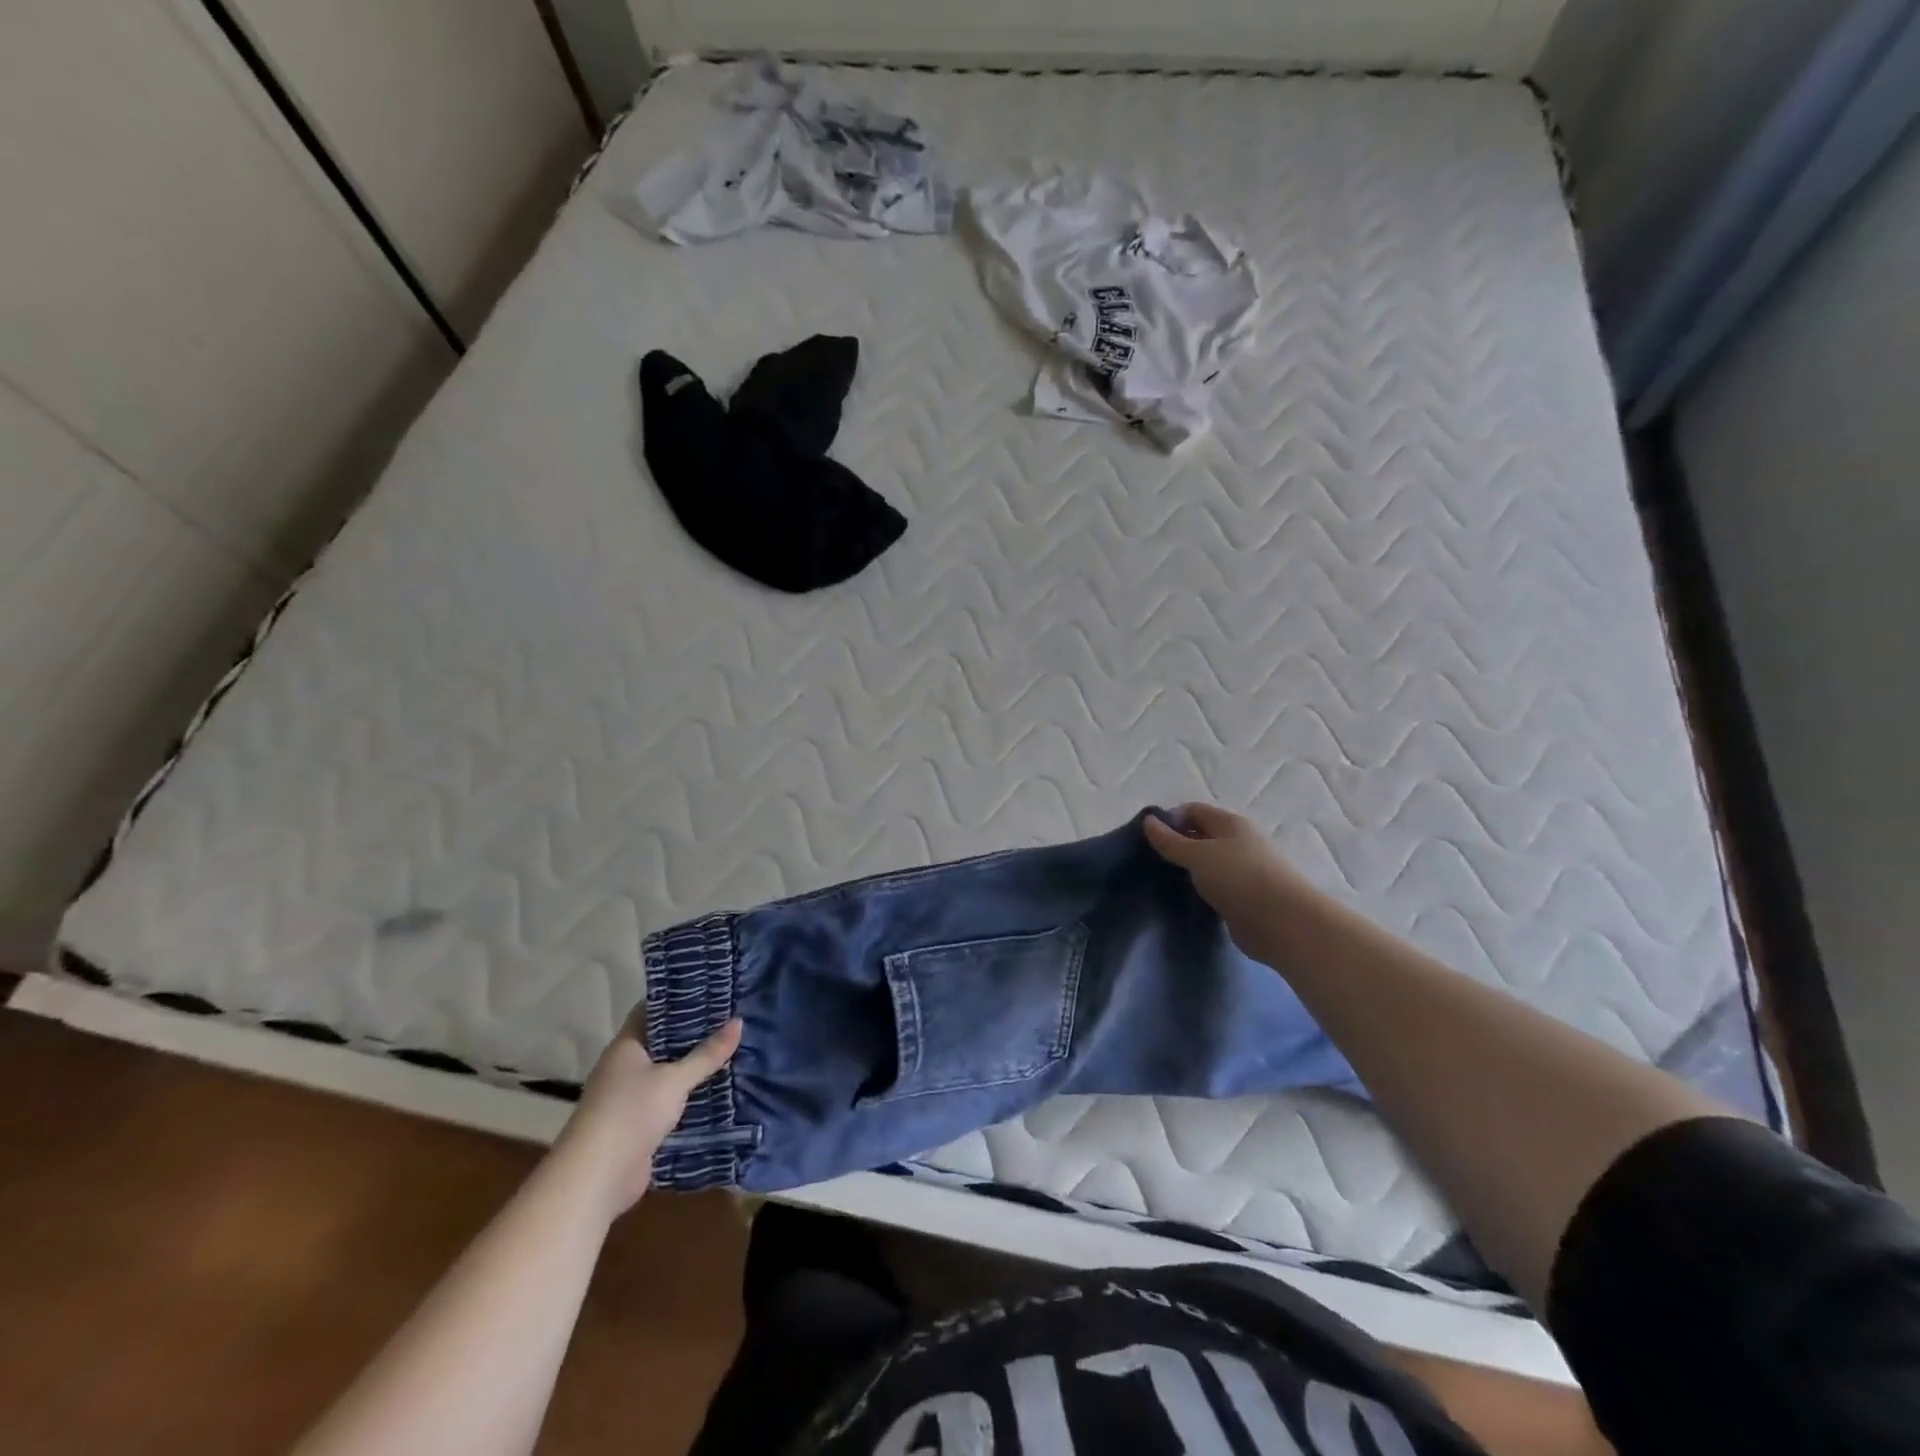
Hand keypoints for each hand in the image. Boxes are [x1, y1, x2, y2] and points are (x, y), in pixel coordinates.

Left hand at [553, 1010, 741, 1220]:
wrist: (596, 1178)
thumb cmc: (631, 1113)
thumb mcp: (675, 1079)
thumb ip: (707, 1054)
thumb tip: (739, 1022)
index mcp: (626, 1046)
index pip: (652, 1010)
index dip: (678, 998)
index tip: (710, 989)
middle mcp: (624, 1067)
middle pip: (662, 1041)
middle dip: (693, 1033)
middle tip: (730, 1018)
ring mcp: (629, 1097)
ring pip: (667, 1072)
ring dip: (692, 1067)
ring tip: (730, 1049)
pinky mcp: (638, 1125)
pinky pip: (668, 1100)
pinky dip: (688, 1095)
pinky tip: (717, 1088)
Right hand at [1143, 803, 1314, 958]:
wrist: (1283, 923)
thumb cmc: (1239, 878)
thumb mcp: (1198, 855)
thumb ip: (1171, 841)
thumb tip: (1148, 821)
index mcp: (1230, 823)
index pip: (1193, 810)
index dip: (1169, 819)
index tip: (1147, 838)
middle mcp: (1239, 842)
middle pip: (1201, 835)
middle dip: (1177, 844)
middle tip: (1151, 860)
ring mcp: (1243, 870)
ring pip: (1208, 863)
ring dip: (1188, 869)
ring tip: (1163, 880)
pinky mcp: (1244, 896)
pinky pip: (1216, 885)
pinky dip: (1200, 889)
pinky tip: (1185, 898)